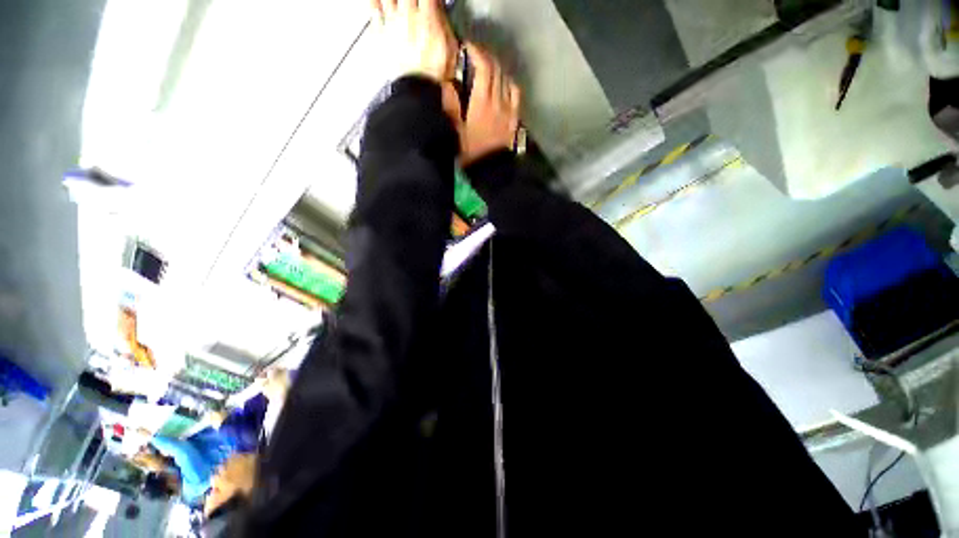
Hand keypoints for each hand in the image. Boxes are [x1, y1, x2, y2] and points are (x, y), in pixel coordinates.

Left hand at [371, 0, 457, 82]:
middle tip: (414, 2)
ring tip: (395, 1)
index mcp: (428, 18)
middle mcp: (408, 16)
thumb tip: (441, 15)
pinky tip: (376, 1)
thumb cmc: (434, 75)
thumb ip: (445, 27)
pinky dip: (374, 3)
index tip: (431, 2)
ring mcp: (392, 24)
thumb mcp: (450, 50)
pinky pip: (373, 11)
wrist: (418, 90)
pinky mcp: (379, 35)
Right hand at [455, 44, 521, 165]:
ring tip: (489, 67)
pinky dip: (509, 84)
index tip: (467, 47)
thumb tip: (448, 83)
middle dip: (486, 57)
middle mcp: (498, 101)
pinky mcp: (514, 119)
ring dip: (498, 68)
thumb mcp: (455, 132)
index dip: (476, 53)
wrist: (491, 170)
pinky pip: (516, 94)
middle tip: (476, 55)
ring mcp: (509, 110)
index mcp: (482, 102)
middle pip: (496, 70)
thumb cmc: (471, 153)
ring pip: (507, 79)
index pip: (483, 68)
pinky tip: (504, 85)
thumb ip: (451, 106)